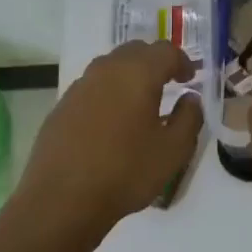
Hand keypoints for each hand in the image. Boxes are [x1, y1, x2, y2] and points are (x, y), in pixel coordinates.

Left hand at [15, 41, 203, 238]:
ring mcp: (79, 87)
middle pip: (135, 51)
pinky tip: (112, 122)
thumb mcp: (173, 151)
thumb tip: (190, 99)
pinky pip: (92, 88)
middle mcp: (106, 70)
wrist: (61, 200)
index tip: (190, 79)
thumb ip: (189, 118)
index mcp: (137, 73)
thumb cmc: (125, 171)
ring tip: (140, 103)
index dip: (182, 61)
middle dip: (154, 63)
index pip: (165, 51)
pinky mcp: (61, 107)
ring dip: (129, 76)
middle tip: (168, 83)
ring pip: (110, 67)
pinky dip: (108, 94)